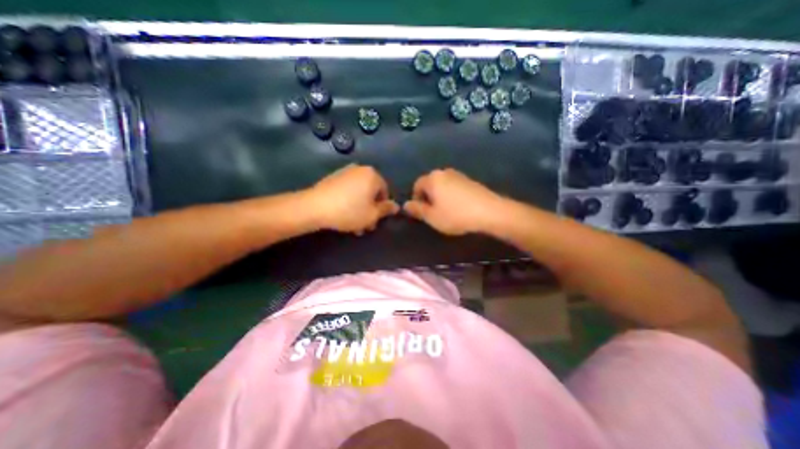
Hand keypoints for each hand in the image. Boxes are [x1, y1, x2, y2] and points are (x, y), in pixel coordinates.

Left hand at [307, 164, 397, 234]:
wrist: (314, 207)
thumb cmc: (349, 211)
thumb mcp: (372, 215)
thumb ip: (386, 210)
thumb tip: (397, 206)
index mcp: (373, 175)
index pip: (385, 191)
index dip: (382, 208)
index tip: (375, 220)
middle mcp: (360, 169)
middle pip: (371, 192)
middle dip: (370, 210)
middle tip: (365, 226)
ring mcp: (345, 172)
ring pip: (359, 193)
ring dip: (360, 208)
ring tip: (353, 225)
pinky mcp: (332, 178)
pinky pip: (347, 190)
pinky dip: (349, 201)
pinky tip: (343, 215)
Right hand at [404, 168, 501, 236]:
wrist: (489, 212)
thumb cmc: (456, 215)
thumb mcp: (432, 217)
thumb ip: (417, 210)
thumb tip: (405, 204)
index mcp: (432, 178)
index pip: (416, 185)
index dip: (416, 199)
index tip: (422, 212)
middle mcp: (444, 172)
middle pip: (429, 184)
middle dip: (428, 197)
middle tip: (433, 213)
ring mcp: (458, 175)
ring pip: (442, 185)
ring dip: (440, 197)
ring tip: (446, 211)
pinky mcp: (470, 180)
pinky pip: (453, 187)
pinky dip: (451, 195)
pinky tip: (458, 207)